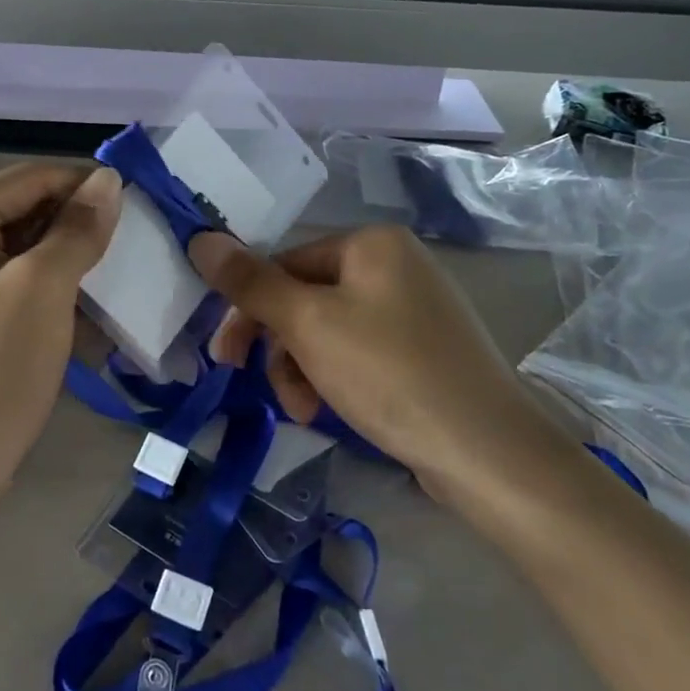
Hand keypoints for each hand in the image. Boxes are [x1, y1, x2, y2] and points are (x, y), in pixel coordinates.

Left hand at [0, 164, 120, 619]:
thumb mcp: (41, 291)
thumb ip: (77, 229)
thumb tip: (108, 180)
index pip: (30, 178)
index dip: (87, 186)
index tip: (142, 205)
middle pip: (25, 214)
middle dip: (80, 231)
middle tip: (137, 251)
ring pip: (24, 256)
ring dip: (72, 269)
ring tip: (121, 289)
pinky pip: (15, 293)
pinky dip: (52, 301)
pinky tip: (91, 325)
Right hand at [189, 227, 571, 502]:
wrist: (489, 453)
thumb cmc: (389, 374)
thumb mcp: (308, 325)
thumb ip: (250, 282)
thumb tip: (200, 238)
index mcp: (371, 243)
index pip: (284, 264)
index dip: (248, 311)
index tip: (224, 359)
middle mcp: (395, 264)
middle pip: (306, 298)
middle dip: (281, 347)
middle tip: (261, 388)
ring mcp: (415, 307)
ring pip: (330, 329)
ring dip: (304, 368)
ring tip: (306, 411)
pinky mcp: (426, 349)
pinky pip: (360, 351)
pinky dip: (337, 377)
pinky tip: (334, 410)